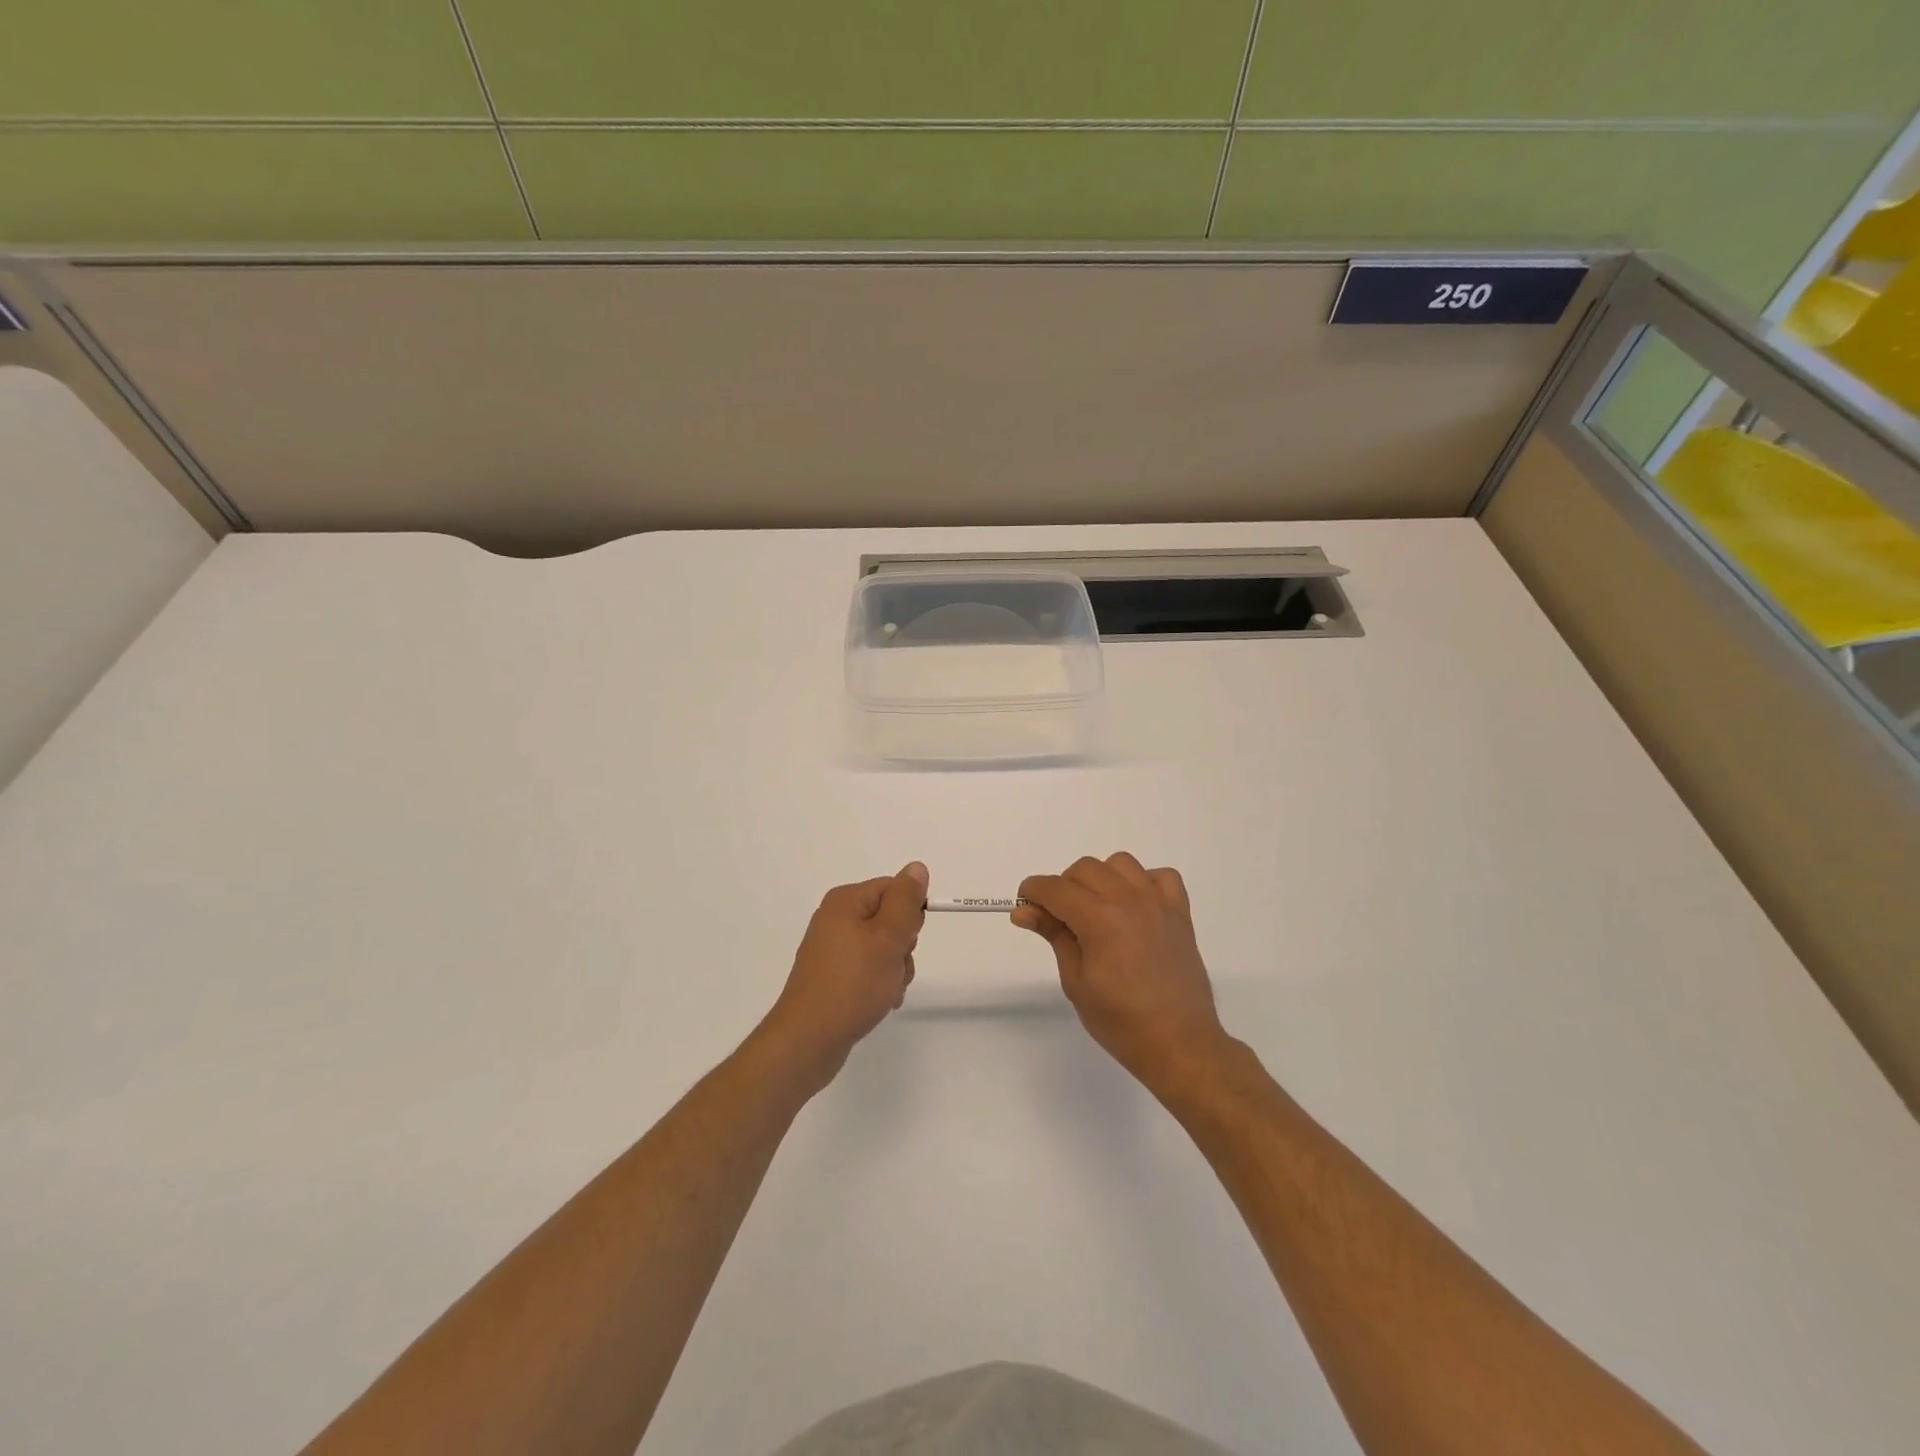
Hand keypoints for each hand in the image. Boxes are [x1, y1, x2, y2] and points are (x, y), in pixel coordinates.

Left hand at [761, 862, 927, 1091]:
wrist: (809, 1039)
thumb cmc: (852, 984)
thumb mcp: (888, 938)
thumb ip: (905, 901)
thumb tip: (916, 867)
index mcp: (845, 901)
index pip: (893, 889)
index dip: (909, 914)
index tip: (907, 940)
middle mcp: (835, 919)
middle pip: (889, 919)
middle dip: (903, 946)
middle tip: (893, 967)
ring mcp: (832, 949)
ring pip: (883, 948)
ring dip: (895, 970)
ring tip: (885, 991)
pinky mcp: (833, 976)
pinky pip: (868, 969)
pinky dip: (880, 984)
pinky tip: (879, 1002)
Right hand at [1015, 854, 1233, 1092]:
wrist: (1179, 1044)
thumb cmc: (1120, 1021)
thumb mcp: (1076, 981)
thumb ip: (1053, 935)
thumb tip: (1024, 911)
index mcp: (1099, 919)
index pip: (1055, 888)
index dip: (1033, 892)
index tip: (1025, 906)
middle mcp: (1128, 900)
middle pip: (1084, 869)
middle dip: (1064, 887)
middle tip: (1061, 920)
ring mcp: (1158, 903)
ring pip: (1120, 863)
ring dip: (1102, 879)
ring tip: (1099, 911)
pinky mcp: (1180, 913)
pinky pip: (1161, 876)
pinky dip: (1144, 883)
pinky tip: (1136, 908)